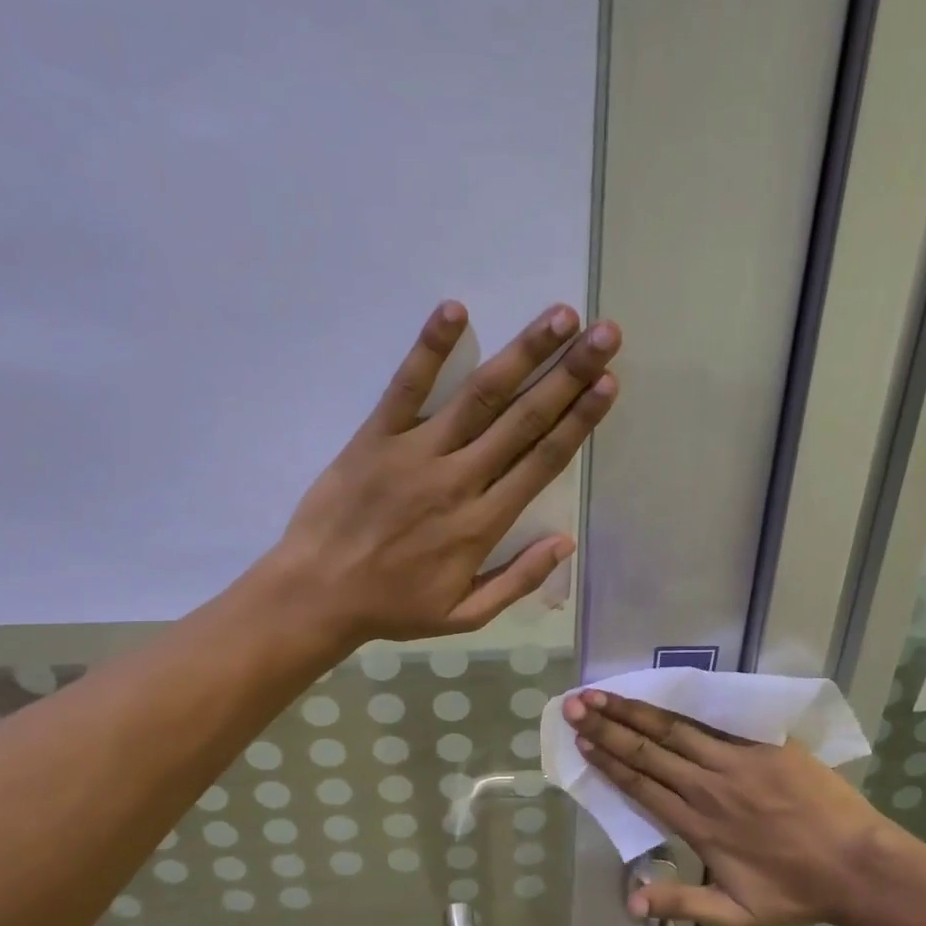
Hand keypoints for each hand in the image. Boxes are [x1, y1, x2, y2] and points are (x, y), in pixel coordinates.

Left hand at [275, 300, 618, 642]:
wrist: (317, 594)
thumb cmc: (392, 607)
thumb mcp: (464, 616)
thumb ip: (518, 581)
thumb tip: (566, 543)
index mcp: (483, 523)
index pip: (543, 461)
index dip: (580, 420)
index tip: (608, 384)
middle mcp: (459, 479)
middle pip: (524, 419)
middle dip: (569, 374)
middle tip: (604, 334)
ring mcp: (416, 453)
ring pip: (479, 396)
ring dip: (523, 353)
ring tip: (559, 317)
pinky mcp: (375, 437)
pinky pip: (406, 387)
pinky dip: (430, 348)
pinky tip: (454, 310)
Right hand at [563, 690, 902, 925]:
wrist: (860, 866)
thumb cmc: (797, 893)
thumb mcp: (738, 916)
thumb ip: (682, 904)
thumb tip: (629, 902)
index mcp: (696, 825)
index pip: (640, 785)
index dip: (607, 761)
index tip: (581, 741)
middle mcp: (707, 786)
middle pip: (647, 751)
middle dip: (607, 726)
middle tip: (575, 704)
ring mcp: (736, 761)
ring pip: (673, 729)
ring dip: (634, 711)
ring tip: (603, 693)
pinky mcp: (763, 743)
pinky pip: (715, 720)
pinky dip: (683, 706)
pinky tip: (662, 692)